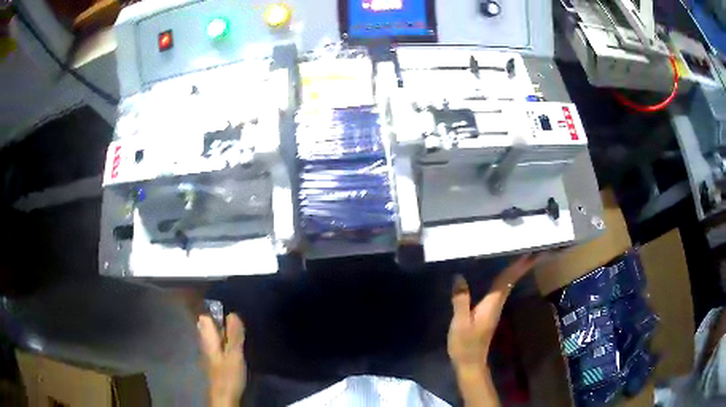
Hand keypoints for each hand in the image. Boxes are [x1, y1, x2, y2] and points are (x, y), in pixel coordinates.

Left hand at [198, 313, 246, 406]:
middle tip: (237, 323)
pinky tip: (235, 346)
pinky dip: (224, 341)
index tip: (230, 311)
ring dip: (223, 332)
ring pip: (213, 335)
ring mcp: (208, 352)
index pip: (205, 317)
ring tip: (238, 332)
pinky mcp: (214, 360)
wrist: (224, 396)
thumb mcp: (234, 354)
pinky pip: (217, 344)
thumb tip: (233, 313)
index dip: (216, 311)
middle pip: (208, 326)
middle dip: (220, 321)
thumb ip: (234, 336)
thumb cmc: (228, 375)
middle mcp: (205, 342)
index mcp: (208, 339)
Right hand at [447, 254, 539, 373]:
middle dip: (522, 264)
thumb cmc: (465, 344)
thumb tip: (459, 277)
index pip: (508, 280)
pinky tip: (501, 274)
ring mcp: (494, 308)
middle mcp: (497, 303)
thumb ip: (460, 299)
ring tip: (520, 255)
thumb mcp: (460, 322)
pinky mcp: (490, 312)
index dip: (520, 266)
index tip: (533, 252)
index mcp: (492, 303)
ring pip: (507, 284)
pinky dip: (505, 278)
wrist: (470, 363)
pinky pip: (500, 289)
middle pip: (511, 280)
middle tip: (532, 248)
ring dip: (515, 270)